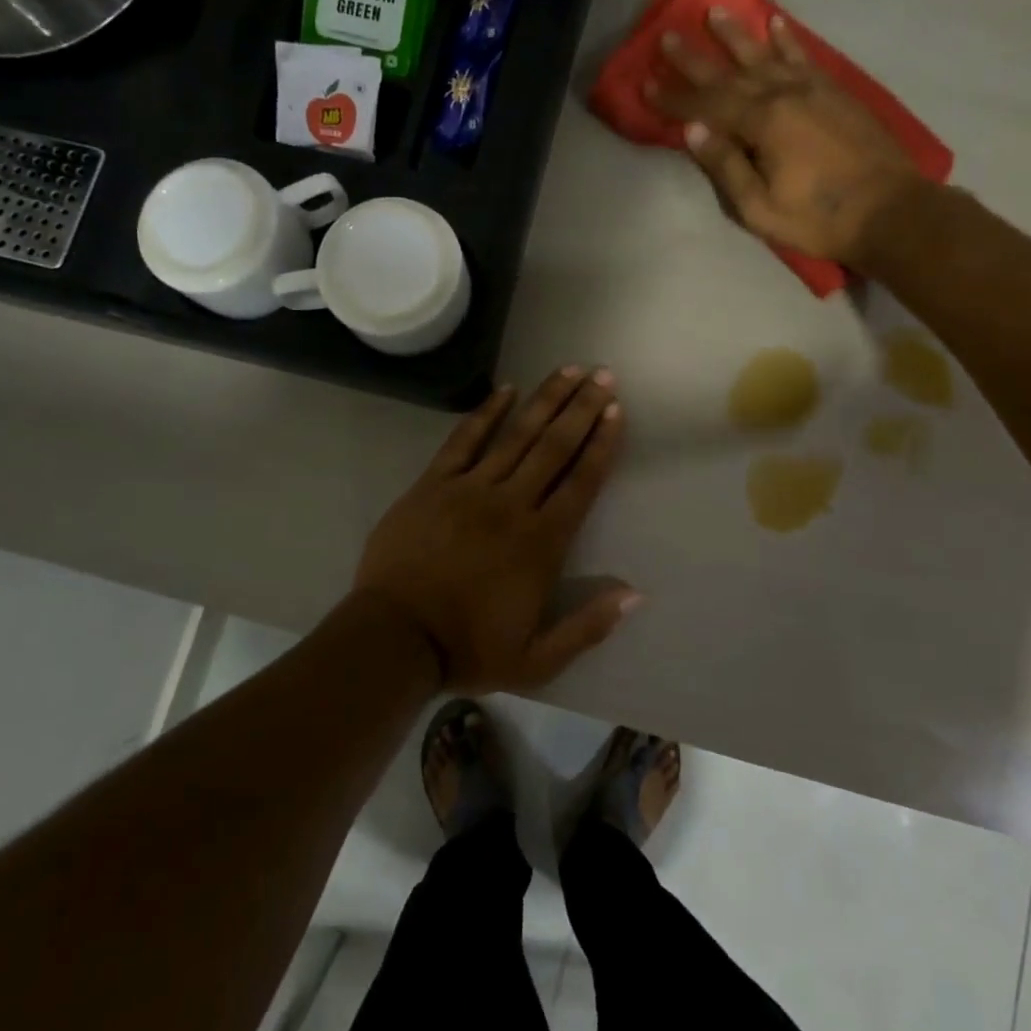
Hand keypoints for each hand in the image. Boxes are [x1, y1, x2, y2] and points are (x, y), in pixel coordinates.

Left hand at [354, 367, 636, 693]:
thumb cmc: (467, 649)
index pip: (581, 482)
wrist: (394, 640)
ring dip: (545, 399)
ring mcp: (470, 489)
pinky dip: (486, 413)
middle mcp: (512, 505)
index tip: (616, 412)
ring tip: (569, 369)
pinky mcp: (433, 484)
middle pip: (554, 447)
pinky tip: (505, 389)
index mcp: (541, 543)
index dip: (601, 445)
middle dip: (582, 408)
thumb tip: (635, 594)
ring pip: (516, 435)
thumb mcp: (536, 660)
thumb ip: (588, 626)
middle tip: (603, 375)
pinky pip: (463, 440)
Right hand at [644, 8, 924, 268]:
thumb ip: (727, 167)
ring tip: (714, 12)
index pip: (706, 107)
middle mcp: (785, 95)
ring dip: (737, 35)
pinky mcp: (836, 93)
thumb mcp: (761, 208)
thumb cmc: (819, 219)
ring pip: (766, 56)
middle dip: (695, 58)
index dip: (674, 98)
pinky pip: (805, 57)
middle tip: (667, 36)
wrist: (891, 211)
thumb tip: (692, 131)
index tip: (646, 85)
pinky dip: (787, 41)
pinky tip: (776, 25)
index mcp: (763, 124)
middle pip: (731, 73)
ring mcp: (814, 90)